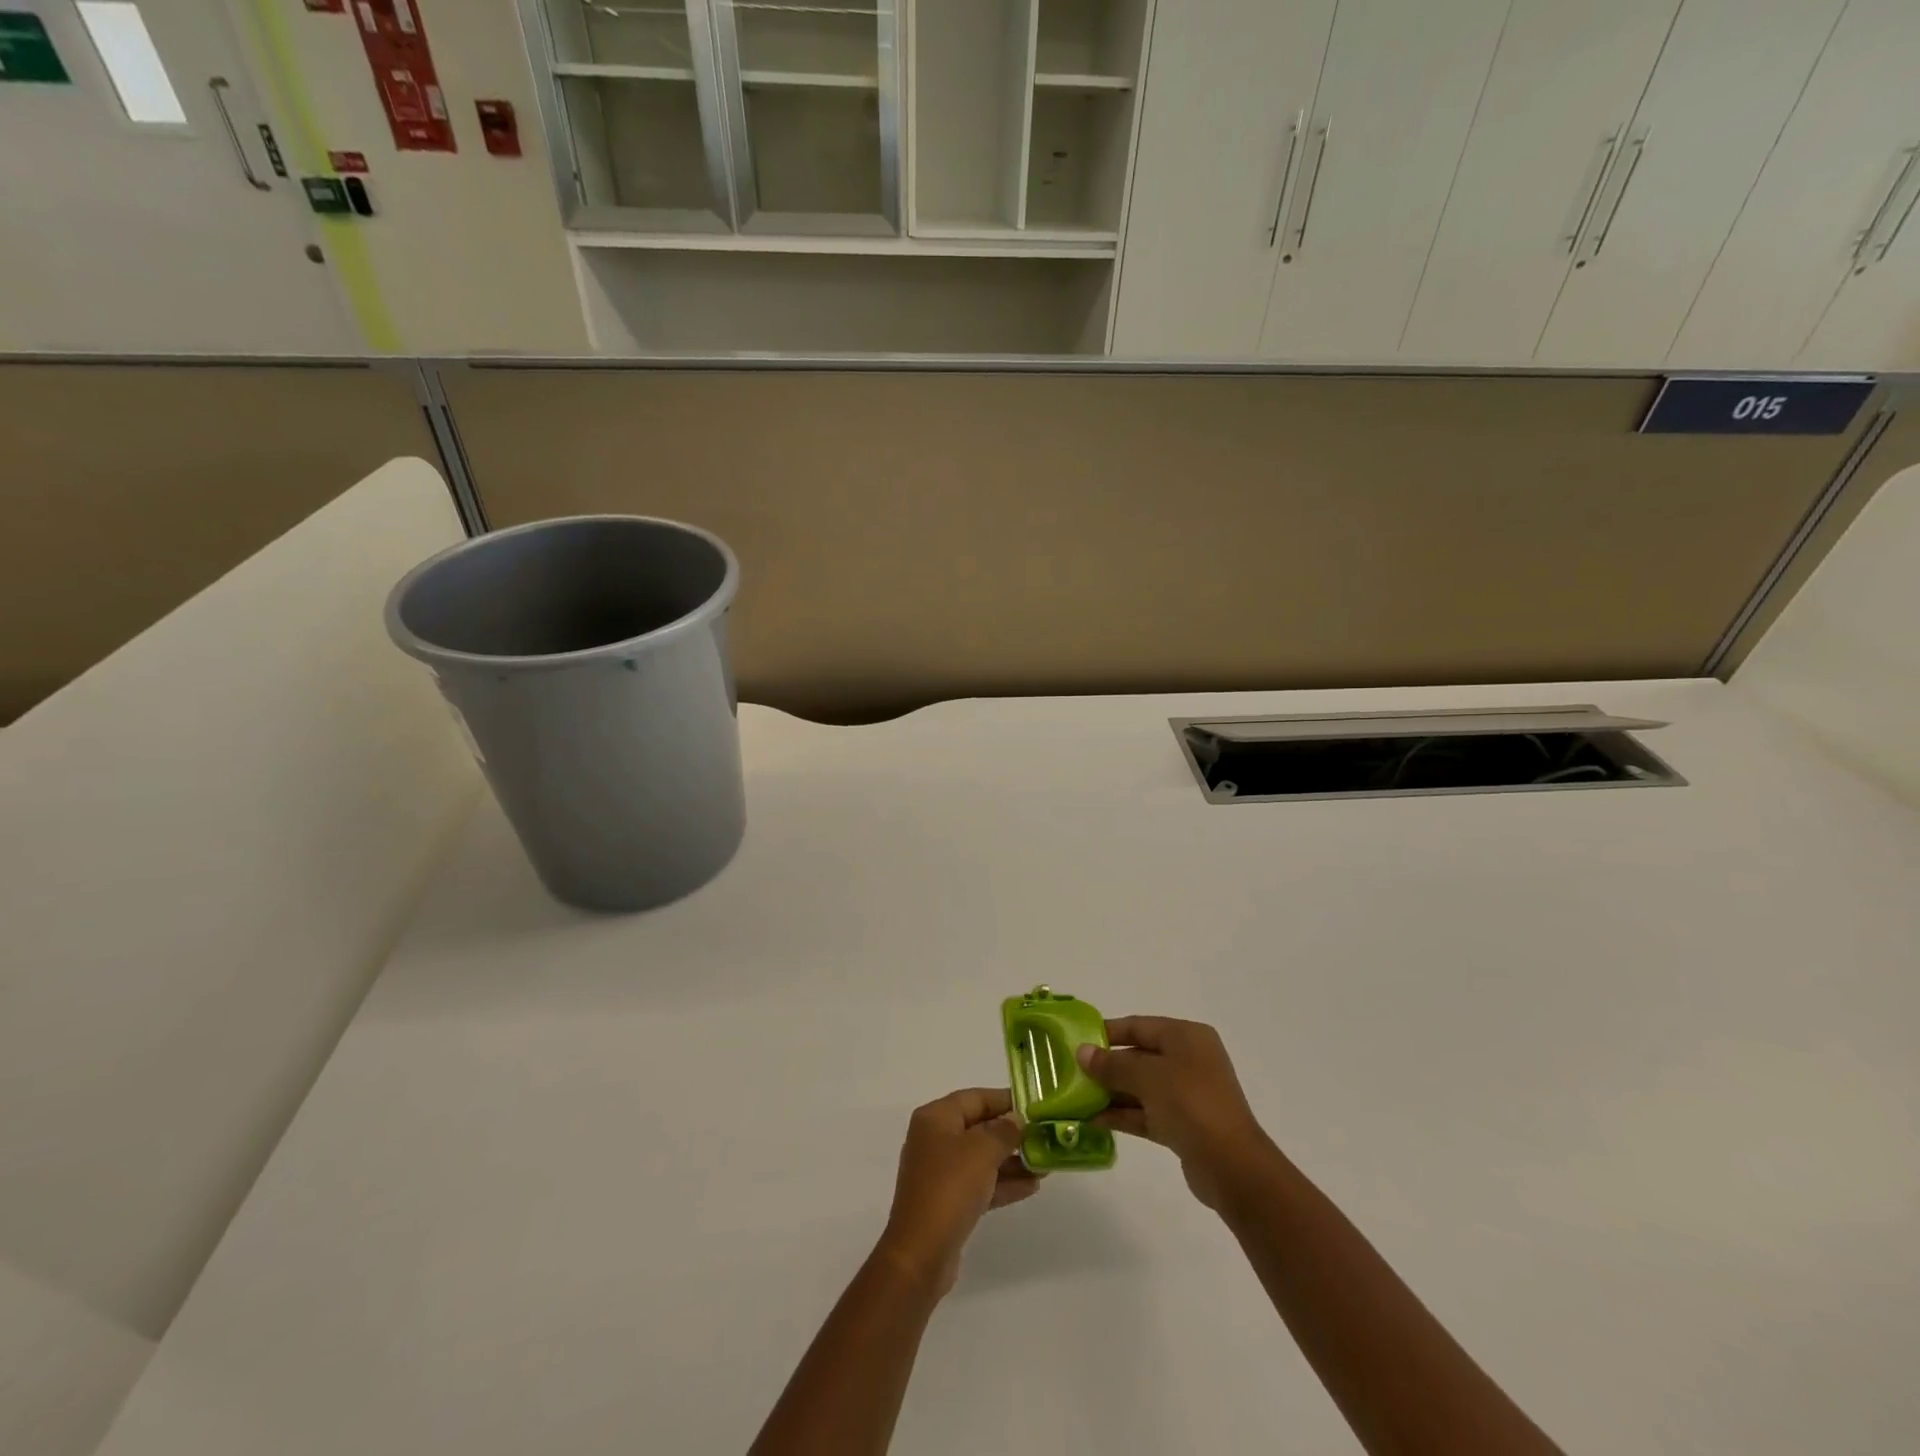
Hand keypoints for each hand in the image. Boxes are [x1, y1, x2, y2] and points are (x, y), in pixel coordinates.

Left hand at [876, 1087, 1040, 1296]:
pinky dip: (1002, 1183)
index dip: (1005, 1100)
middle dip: (1011, 1134)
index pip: (975, 1098)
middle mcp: (934, 1139)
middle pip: (979, 1127)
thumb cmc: (950, 1188)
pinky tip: (1031, 1186)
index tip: (1034, 1107)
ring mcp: (940, 1172)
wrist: (921, 1254)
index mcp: (935, 1118)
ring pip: (981, 1157)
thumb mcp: (982, 1151)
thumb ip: (1004, 1130)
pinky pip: (979, 1183)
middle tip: (1044, 1137)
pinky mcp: (947, 1201)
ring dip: (1011, 1160)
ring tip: (1044, 1164)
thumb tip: (1017, 1120)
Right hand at [1077, 1016, 1275, 1210]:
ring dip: (1111, 1092)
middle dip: (1107, 1065)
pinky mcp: (1183, 1125)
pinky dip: (1123, 1114)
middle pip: (1139, 1056)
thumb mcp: (1147, 1076)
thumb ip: (1112, 1064)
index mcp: (1186, 1037)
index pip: (1139, 1026)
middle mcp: (1189, 1060)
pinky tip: (1094, 1120)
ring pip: (1141, 1087)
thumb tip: (1082, 1052)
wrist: (1231, 1166)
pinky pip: (1147, 1112)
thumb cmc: (1190, 1103)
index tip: (1077, 1040)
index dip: (1108, 1032)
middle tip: (1072, 1071)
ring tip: (1077, 1097)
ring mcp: (1187, 1094)